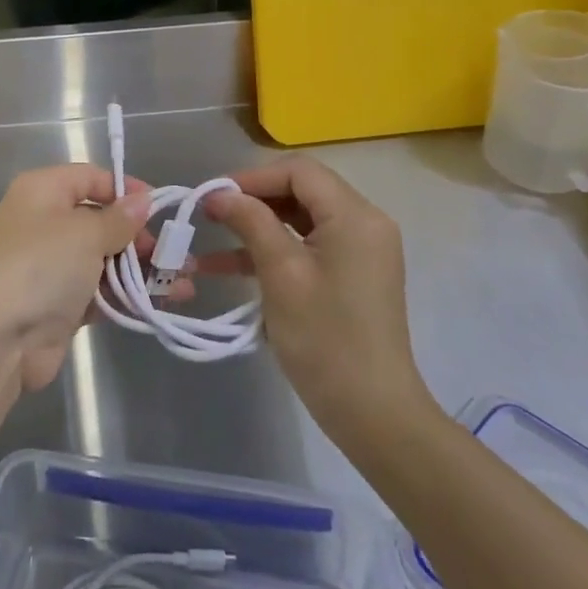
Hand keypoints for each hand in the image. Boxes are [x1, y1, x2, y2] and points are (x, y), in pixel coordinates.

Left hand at [0, 166, 154, 396]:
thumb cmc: (39, 266)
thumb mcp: (84, 233)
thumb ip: (118, 218)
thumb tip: (142, 200)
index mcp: (43, 191)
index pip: (91, 177)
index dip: (126, 189)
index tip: (160, 208)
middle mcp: (45, 223)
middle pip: (101, 220)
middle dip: (140, 236)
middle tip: (176, 253)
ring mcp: (51, 267)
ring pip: (104, 260)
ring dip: (142, 270)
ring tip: (184, 281)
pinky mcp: (59, 306)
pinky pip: (100, 293)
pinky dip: (128, 297)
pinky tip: (163, 303)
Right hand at [201, 157, 439, 446]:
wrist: (376, 416)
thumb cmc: (326, 340)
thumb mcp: (281, 274)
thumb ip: (250, 222)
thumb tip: (218, 193)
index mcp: (355, 215)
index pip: (298, 171)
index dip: (252, 177)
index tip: (214, 196)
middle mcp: (365, 223)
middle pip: (301, 191)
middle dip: (253, 200)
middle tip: (211, 214)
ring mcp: (362, 250)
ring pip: (301, 219)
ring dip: (258, 226)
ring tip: (212, 238)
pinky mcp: (354, 275)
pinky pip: (309, 246)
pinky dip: (275, 251)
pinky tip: (231, 267)